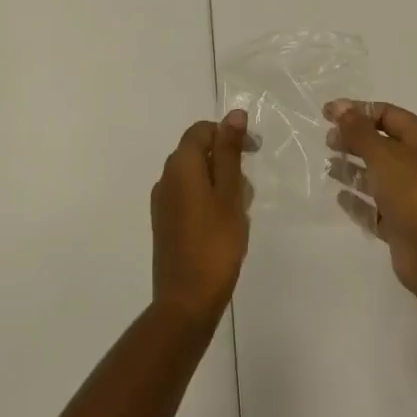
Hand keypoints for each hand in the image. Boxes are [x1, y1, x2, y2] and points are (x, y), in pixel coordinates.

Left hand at [150, 110, 249, 326]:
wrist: (186, 302)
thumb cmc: (215, 244)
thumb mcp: (230, 193)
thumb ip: (230, 151)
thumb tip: (233, 114)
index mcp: (180, 165)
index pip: (202, 130)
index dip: (228, 133)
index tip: (254, 151)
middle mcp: (166, 178)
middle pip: (197, 152)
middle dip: (226, 161)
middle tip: (249, 188)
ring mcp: (162, 203)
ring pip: (195, 177)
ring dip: (219, 184)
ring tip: (240, 212)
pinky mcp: (164, 225)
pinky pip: (188, 198)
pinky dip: (208, 201)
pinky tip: (225, 226)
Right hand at [326, 100, 416, 296]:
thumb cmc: (412, 192)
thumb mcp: (382, 154)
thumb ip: (358, 130)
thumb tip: (340, 107)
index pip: (389, 115)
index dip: (358, 111)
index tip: (328, 114)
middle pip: (383, 144)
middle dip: (354, 140)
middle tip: (328, 141)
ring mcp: (414, 196)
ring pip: (379, 176)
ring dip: (354, 169)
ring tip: (329, 167)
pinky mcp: (404, 224)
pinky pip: (377, 207)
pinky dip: (359, 201)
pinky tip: (340, 197)